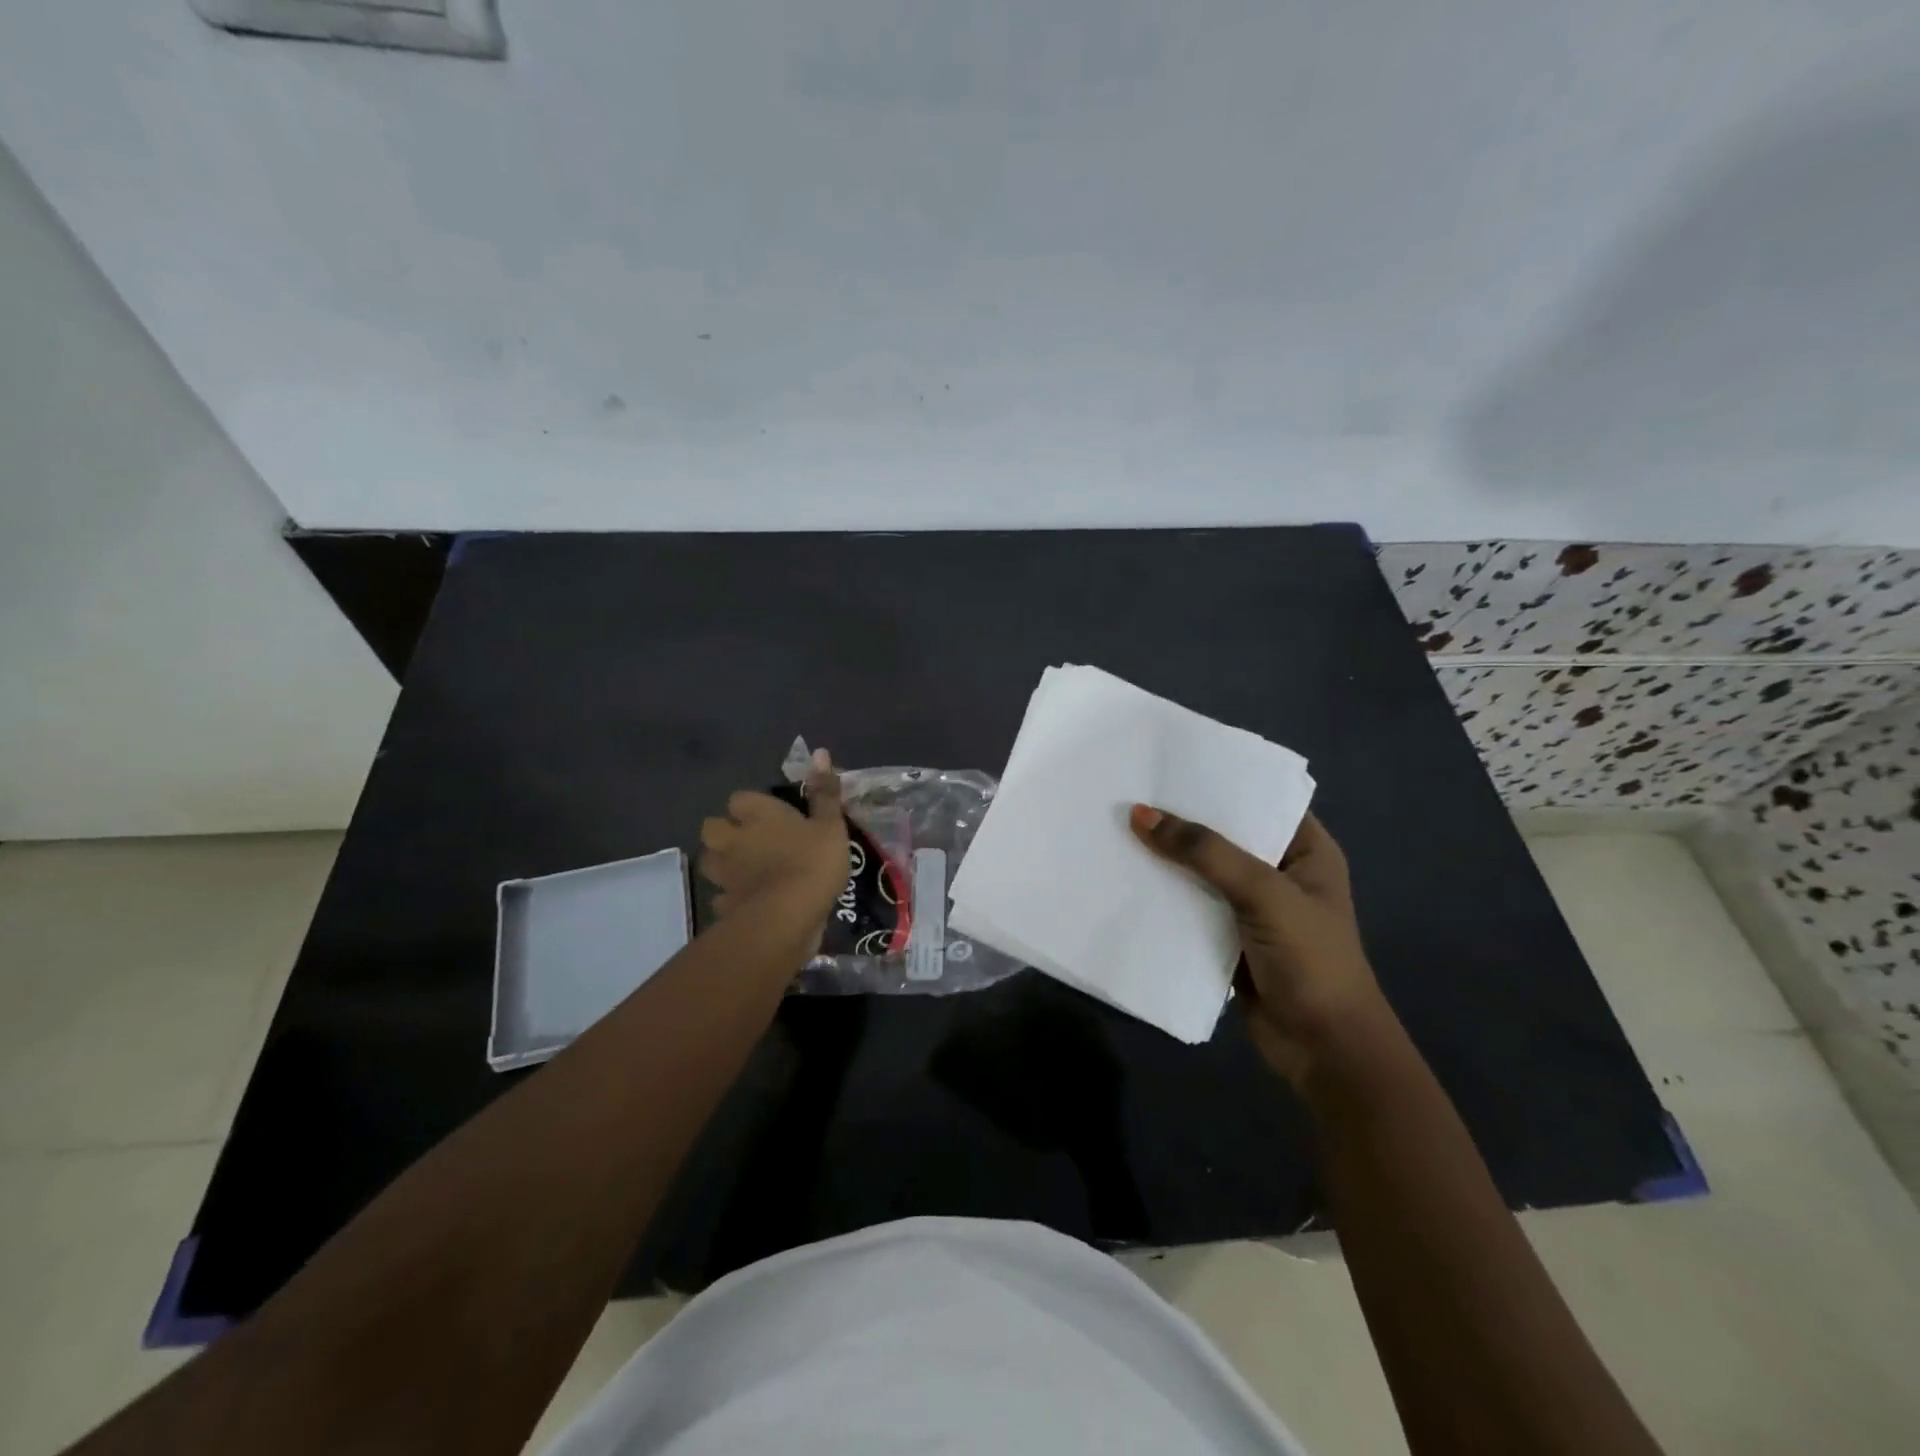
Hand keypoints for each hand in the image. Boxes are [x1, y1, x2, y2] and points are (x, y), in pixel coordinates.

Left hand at [700, 749, 848, 938]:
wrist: (788, 916)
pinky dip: (731, 897)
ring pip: (710, 861)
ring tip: (745, 870)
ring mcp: (725, 874)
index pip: (739, 799)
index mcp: (758, 815)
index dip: (751, 806)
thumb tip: (820, 753)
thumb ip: (824, 792)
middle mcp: (733, 840)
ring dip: (722, 863)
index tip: (770, 815)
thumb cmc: (812, 861)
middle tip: (750, 841)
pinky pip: (722, 896)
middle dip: (725, 833)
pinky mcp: (725, 905)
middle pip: (712, 828)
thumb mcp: (830, 824)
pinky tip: (748, 901)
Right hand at [1129, 806, 1386, 1084]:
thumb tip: (1140, 814)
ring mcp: (1251, 907)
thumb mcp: (1263, 893)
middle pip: (1223, 834)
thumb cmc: (1310, 960)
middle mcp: (1278, 871)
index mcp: (1305, 850)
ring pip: (1202, 871)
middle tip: (1130, 790)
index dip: (1218, 780)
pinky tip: (1126, 876)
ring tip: (1118, 826)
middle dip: (1182, 819)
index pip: (1259, 799)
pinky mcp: (1226, 938)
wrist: (1323, 1050)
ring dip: (1168, 858)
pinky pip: (1190, 905)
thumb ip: (1205, 852)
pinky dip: (1164, 894)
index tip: (1168, 762)